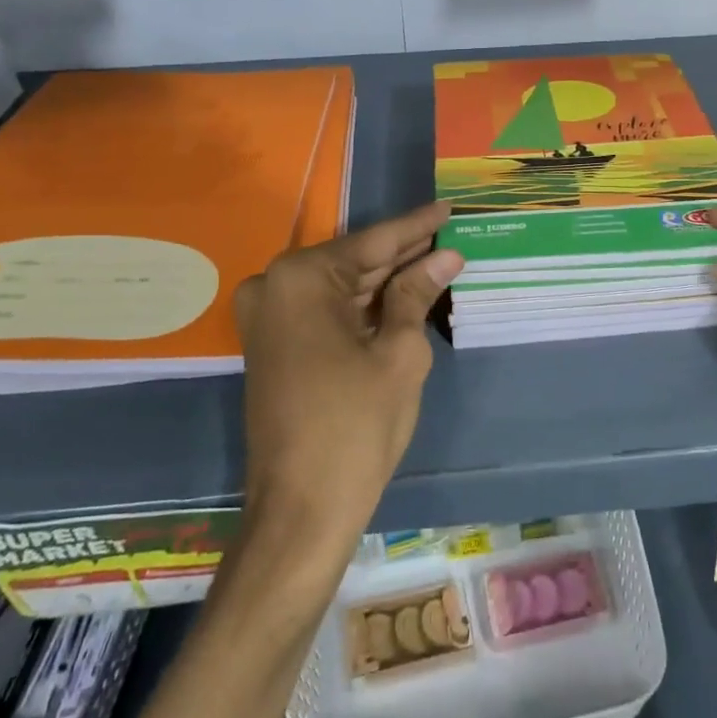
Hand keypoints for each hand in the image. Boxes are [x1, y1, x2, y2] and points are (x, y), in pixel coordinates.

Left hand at [234, 201, 462, 565]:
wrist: (301, 510)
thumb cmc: (356, 426)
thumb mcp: (399, 353)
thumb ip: (417, 294)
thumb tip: (446, 256)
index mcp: (300, 278)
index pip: (373, 242)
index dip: (417, 226)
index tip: (448, 207)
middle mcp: (274, 286)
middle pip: (354, 262)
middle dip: (404, 254)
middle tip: (449, 235)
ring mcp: (268, 317)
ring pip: (341, 287)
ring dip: (386, 280)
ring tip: (436, 258)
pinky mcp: (273, 344)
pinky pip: (325, 311)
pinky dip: (364, 306)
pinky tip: (403, 292)